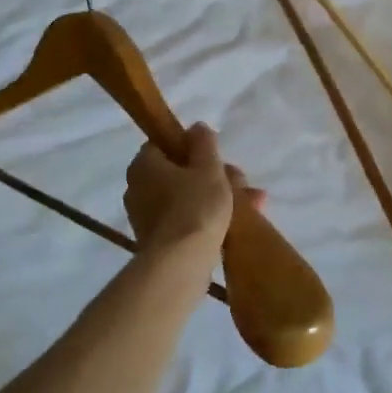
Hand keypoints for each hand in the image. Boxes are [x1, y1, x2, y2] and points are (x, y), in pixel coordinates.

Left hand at [123, 124, 260, 252]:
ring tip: (253, 202)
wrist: (181, 264)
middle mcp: (138, 189)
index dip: (192, 146)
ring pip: (187, 197)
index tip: (216, 155)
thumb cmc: (195, 206)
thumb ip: (204, 143)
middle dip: (214, 175)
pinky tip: (238, 222)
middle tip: (240, 180)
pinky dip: (208, 218)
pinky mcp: (159, 242)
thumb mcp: (208, 167)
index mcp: (143, 165)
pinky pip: (186, 220)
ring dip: (218, 197)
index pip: (164, 144)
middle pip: (180, 172)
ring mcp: (147, 217)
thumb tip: (196, 127)